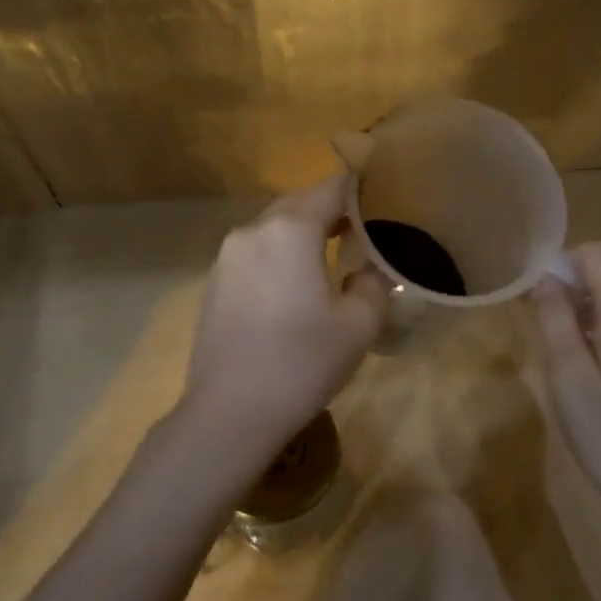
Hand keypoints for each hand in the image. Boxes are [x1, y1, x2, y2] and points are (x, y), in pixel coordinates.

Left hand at [182, 175, 387, 459]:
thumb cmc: (301, 362)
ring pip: (274, 227)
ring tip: (333, 256)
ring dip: (304, 233)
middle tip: (365, 231)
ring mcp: (227, 256)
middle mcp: (253, 230)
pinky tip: (294, 284)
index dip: (362, 189)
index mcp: (291, 230)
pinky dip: (279, 254)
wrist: (230, 412)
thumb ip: (375, 285)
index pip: (333, 188)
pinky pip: (255, 252)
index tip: (386, 200)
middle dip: (333, 211)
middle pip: (300, 203)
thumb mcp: (358, 325)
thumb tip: (370, 271)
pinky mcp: (214, 282)